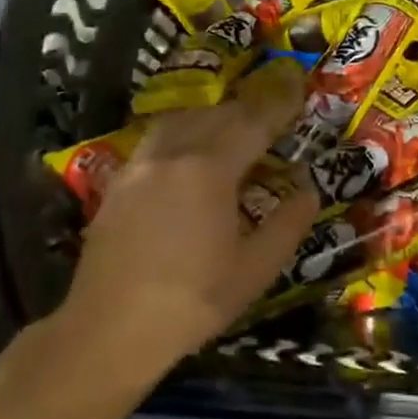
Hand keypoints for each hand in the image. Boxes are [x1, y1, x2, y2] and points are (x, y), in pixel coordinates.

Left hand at [67, 64, 319, 361]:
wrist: (109, 330)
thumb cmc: (192, 302)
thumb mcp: (255, 270)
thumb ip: (287, 224)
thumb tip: (308, 190)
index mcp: (209, 170)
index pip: (252, 123)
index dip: (278, 105)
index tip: (296, 88)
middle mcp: (171, 154)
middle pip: (215, 115)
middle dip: (247, 110)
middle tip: (270, 114)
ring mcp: (138, 166)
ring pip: (179, 121)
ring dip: (210, 117)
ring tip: (230, 129)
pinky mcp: (117, 184)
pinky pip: (156, 141)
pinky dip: (181, 134)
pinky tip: (187, 157)